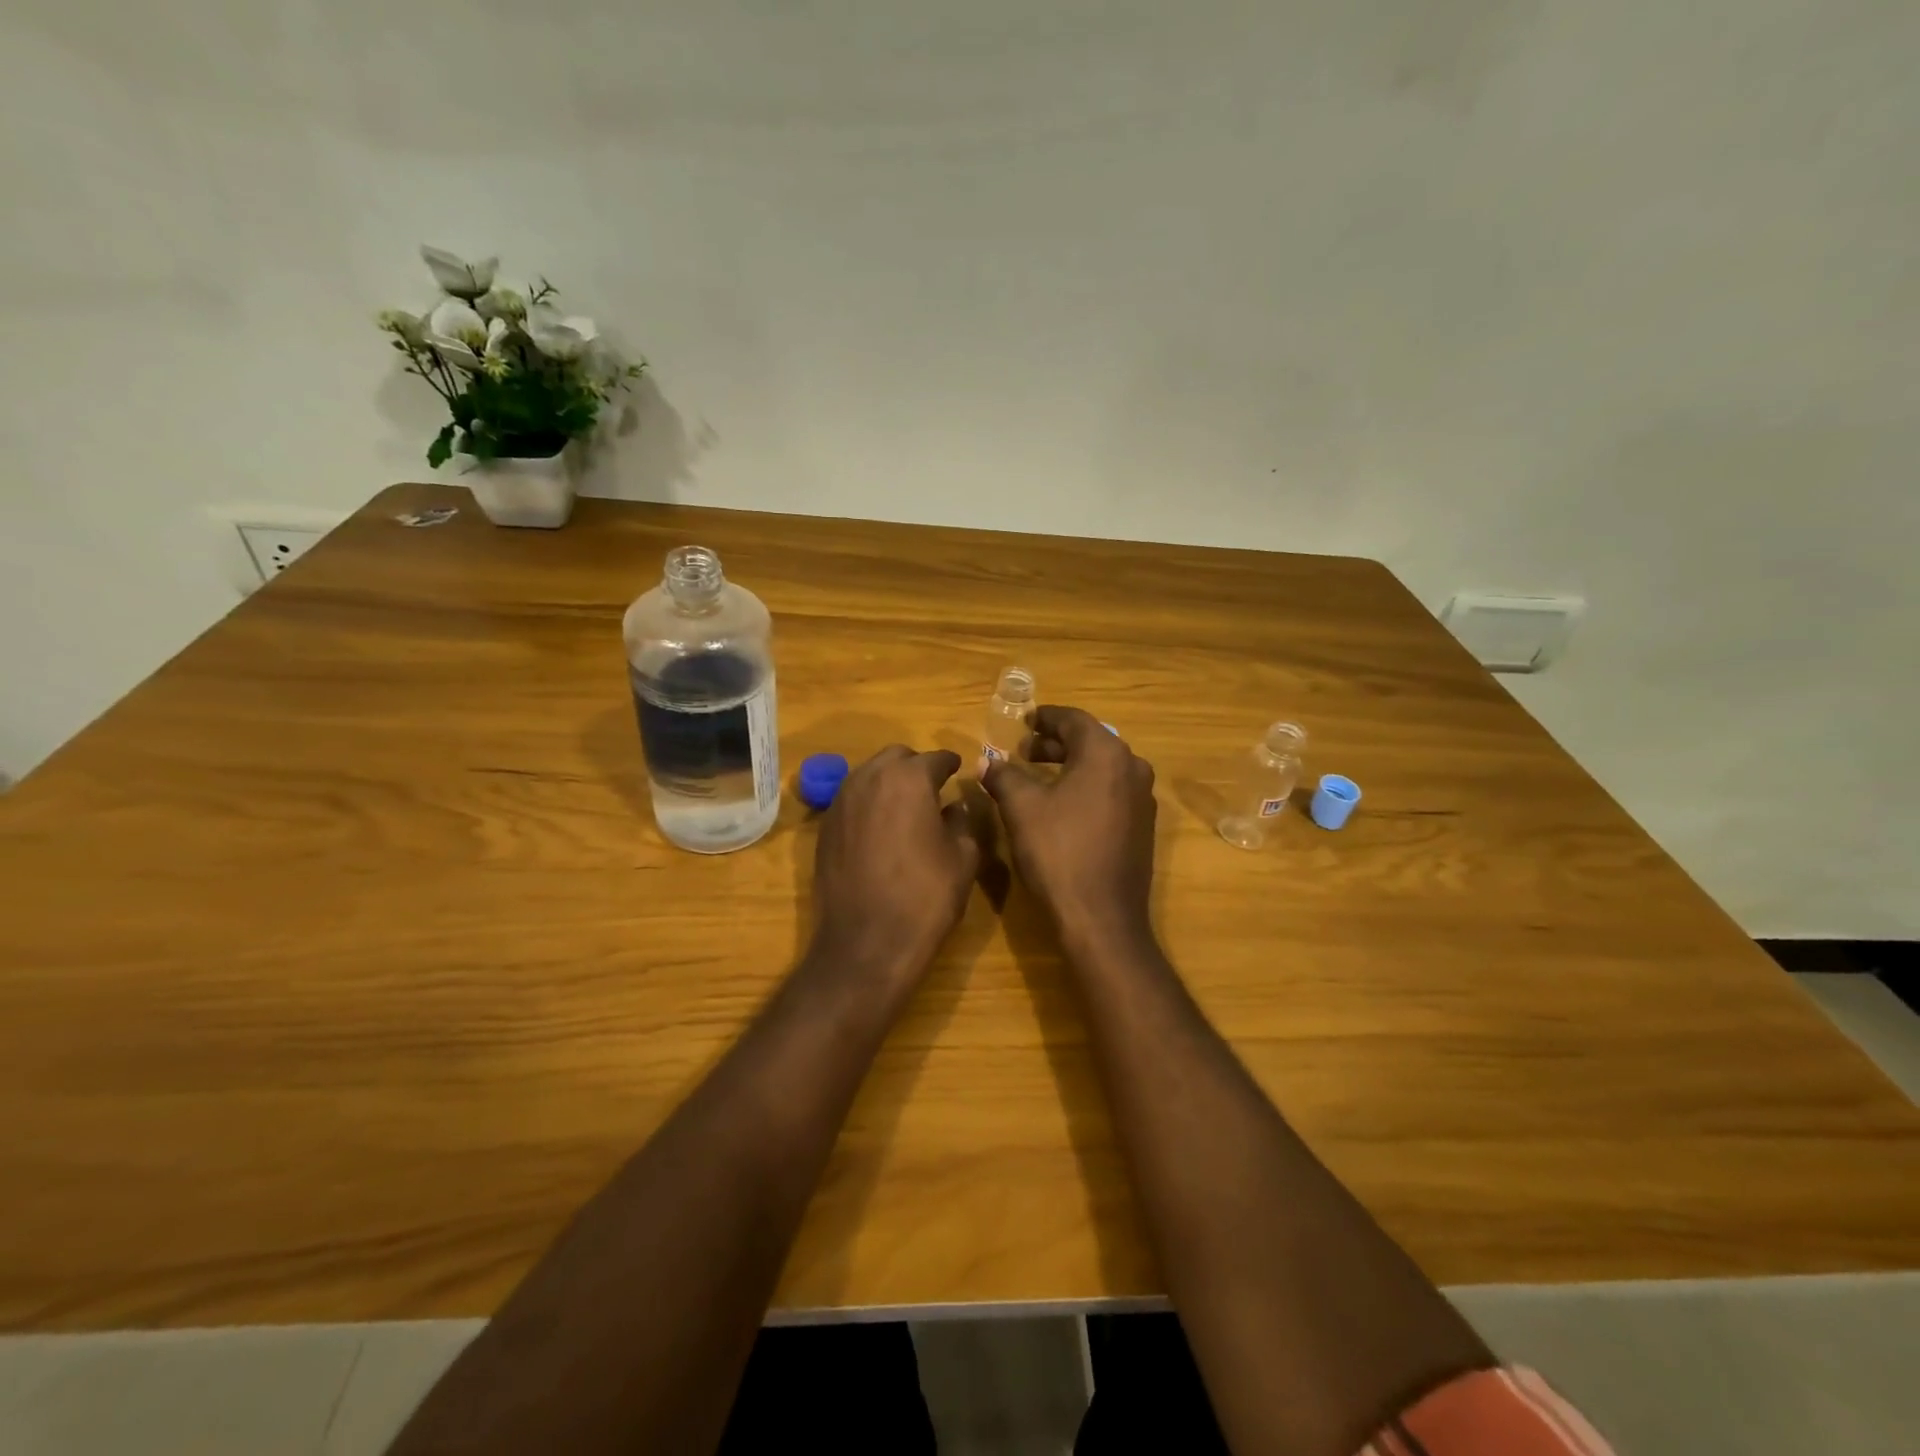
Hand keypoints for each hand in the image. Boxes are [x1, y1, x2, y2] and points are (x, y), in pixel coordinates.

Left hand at [809, 747, 981, 984]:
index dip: (951, 764)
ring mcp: (841, 801)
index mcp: (909, 779)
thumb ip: (962, 821)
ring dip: (889, 782)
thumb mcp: (962, 858)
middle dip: (916, 767)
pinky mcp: (824, 827)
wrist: (866, 943)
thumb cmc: (925, 897)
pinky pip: (852, 800)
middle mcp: (869, 779)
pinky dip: (869, 804)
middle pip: (896, 757)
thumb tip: (955, 805)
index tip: (958, 770)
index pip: (935, 758)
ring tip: (907, 807)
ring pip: (869, 775)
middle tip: (933, 788)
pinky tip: (881, 829)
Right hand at [980, 706, 1157, 946]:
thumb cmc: (1059, 852)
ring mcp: (1143, 799)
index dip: (1044, 718)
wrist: (1101, 918)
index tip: (1023, 722)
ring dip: (1070, 766)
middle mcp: (1133, 768)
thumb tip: (987, 762)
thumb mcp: (1021, 808)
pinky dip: (1086, 787)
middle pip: (1091, 742)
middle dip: (1055, 744)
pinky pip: (1112, 791)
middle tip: (1023, 751)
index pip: (1073, 720)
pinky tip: (1062, 806)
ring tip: (1037, 776)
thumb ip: (1003, 776)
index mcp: (1106, 754)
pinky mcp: (1142, 826)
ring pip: (1102, 768)